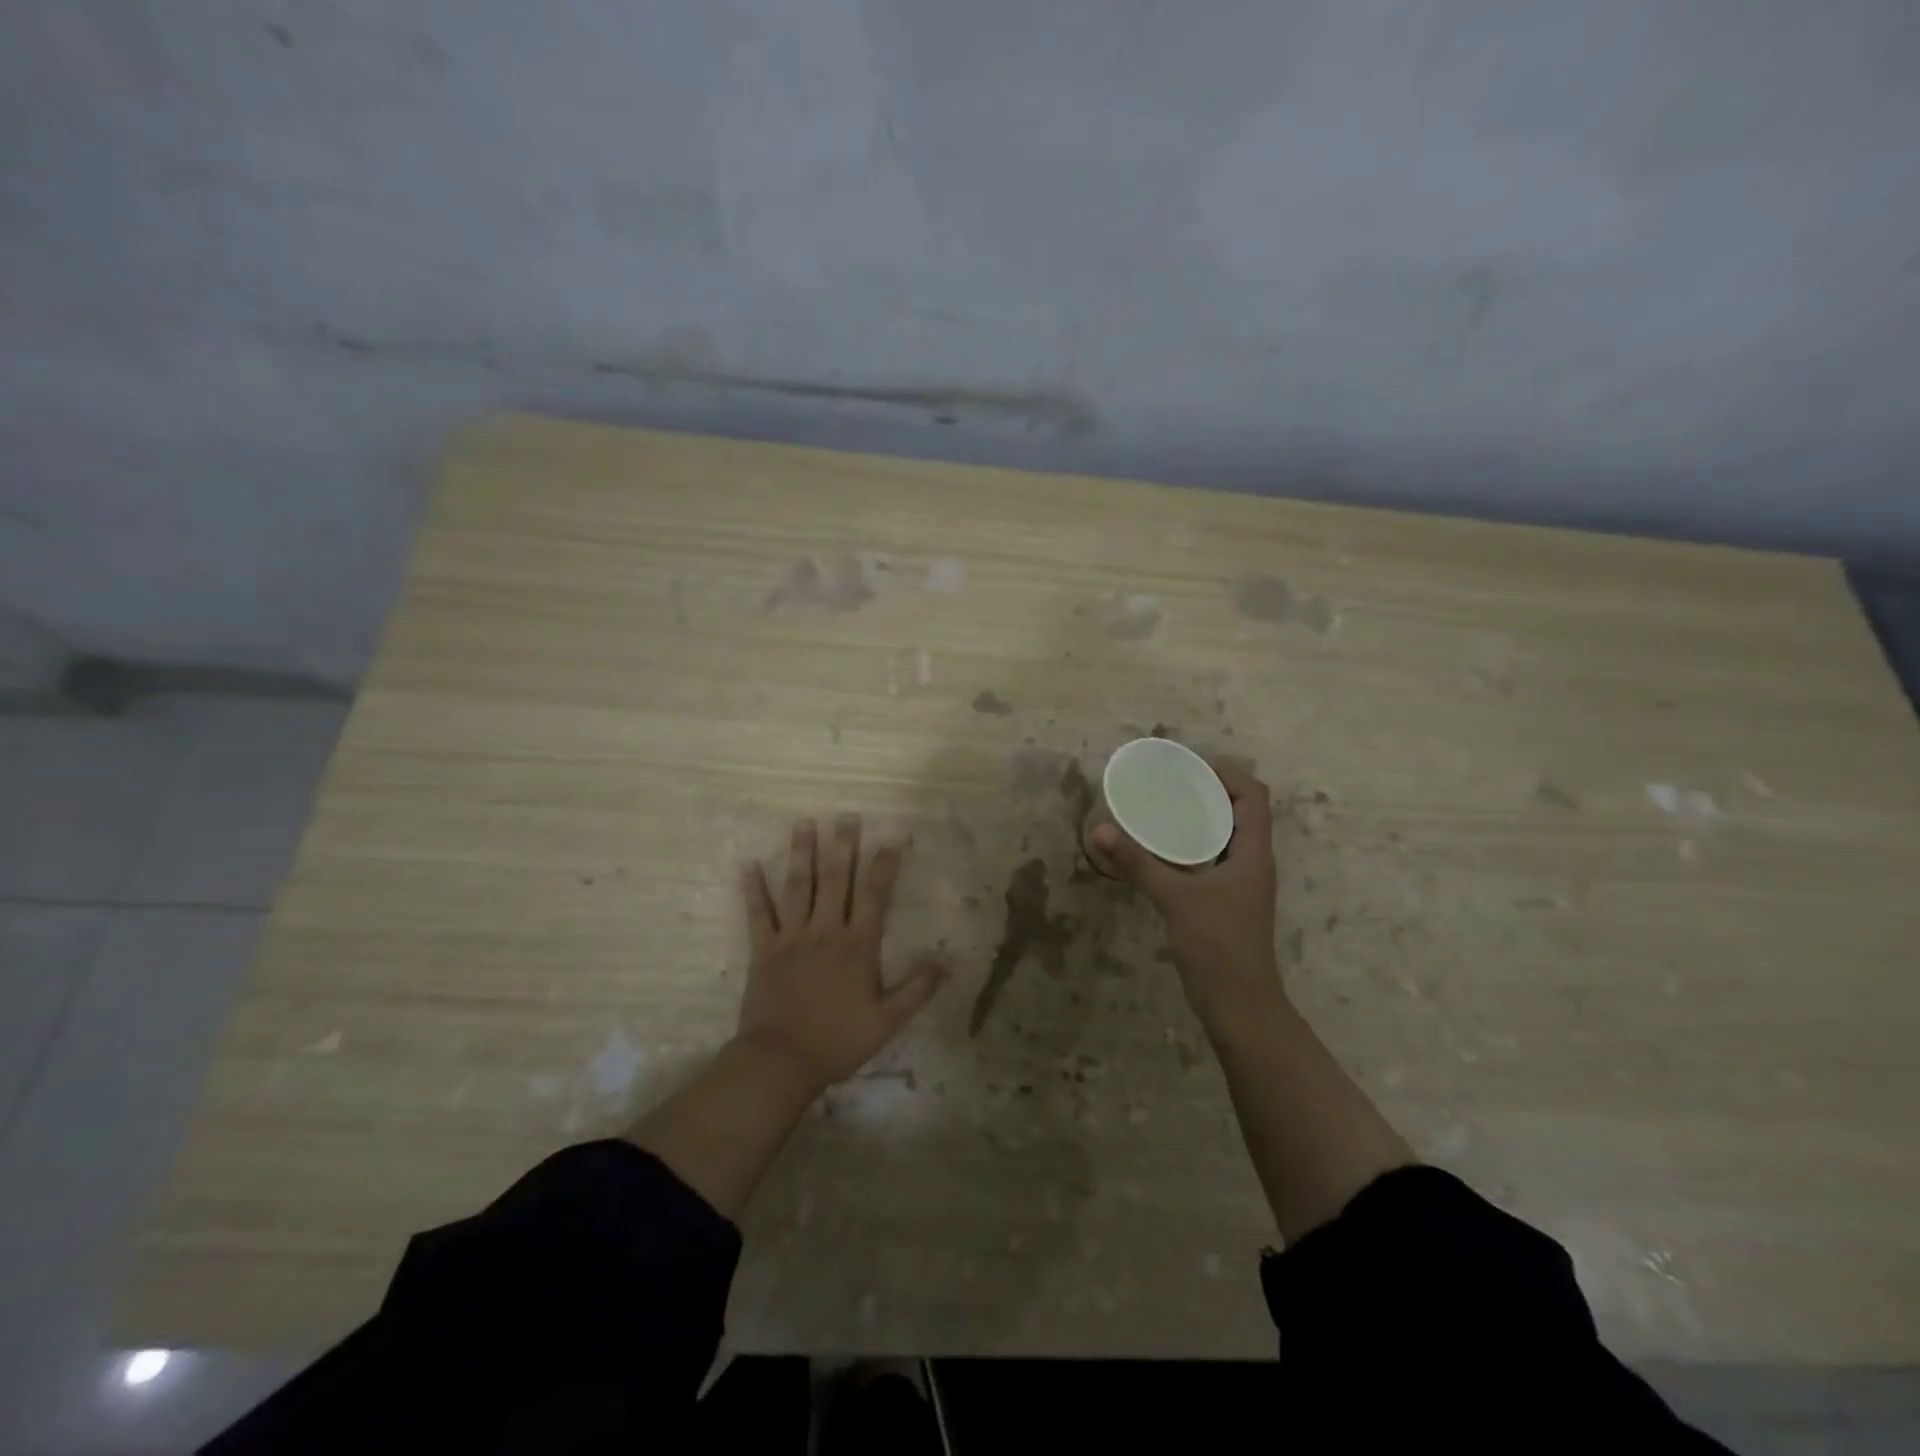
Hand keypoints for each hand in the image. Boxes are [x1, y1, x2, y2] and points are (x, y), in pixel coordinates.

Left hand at [735, 815, 946, 1093]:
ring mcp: (791, 938)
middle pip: (836, 880)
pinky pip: (758, 914)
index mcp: (857, 945)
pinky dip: (753, 889)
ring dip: (801, 854)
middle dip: (842, 846)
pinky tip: (748, 865)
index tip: (893, 840)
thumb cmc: (838, 1041)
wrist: (781, 1061)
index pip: (875, 895)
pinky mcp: (763, 950)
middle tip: (846, 817)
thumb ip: (917, 989)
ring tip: (804, 824)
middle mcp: (825, 931)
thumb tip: (945, 961)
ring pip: (798, 887)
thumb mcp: (888, 1021)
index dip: (885, 866)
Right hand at [1090, 759, 1283, 1026]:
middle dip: (1209, 790)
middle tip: (1169, 780)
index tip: (1190, 764)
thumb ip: (1138, 863)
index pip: (1253, 797)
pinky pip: (1212, 858)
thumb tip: (1100, 830)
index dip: (1228, 773)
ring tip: (1162, 805)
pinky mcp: (1226, 901)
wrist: (1239, 1005)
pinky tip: (1161, 848)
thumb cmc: (1217, 946)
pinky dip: (1191, 844)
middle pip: (1240, 811)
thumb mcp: (1175, 899)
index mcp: (1253, 854)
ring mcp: (1240, 883)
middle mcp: (1252, 862)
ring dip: (1201, 817)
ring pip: (1226, 836)